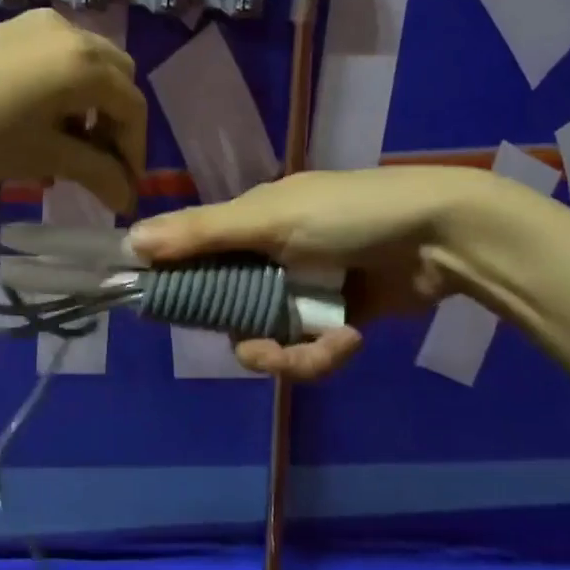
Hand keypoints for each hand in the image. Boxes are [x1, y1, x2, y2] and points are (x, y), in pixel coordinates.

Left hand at [0, 8, 147, 214]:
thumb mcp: (41, 157)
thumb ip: (96, 173)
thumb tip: (128, 196)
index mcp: (84, 61)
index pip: (132, 106)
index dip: (134, 151)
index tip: (124, 190)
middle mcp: (68, 31)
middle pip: (115, 78)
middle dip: (115, 124)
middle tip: (99, 167)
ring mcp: (34, 25)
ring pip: (84, 65)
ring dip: (88, 107)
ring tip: (65, 152)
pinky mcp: (7, 30)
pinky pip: (54, 58)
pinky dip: (61, 90)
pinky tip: (37, 125)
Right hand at [128, 166, 496, 378]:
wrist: (438, 236)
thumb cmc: (347, 215)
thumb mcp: (268, 220)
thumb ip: (201, 234)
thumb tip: (130, 239)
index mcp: (247, 224)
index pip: (194, 258)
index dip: (180, 287)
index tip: (169, 314)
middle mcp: (267, 257)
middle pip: (228, 312)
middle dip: (247, 337)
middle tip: (266, 349)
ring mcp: (301, 291)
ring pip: (267, 339)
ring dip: (292, 353)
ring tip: (326, 347)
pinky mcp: (333, 319)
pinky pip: (306, 351)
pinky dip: (323, 352)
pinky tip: (349, 340)